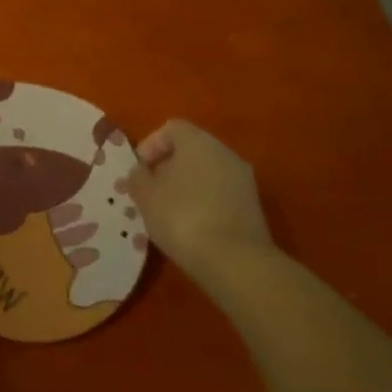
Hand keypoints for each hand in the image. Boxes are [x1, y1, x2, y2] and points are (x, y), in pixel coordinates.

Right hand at [128, 119, 274, 268]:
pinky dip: (205, 203)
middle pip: (191, 150)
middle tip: (152, 191)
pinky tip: (193, 227)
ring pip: (207, 173)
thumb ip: (137, 177)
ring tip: (170, 213)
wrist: (236, 262)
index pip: (171, 128)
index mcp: (198, 141)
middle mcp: (224, 152)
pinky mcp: (253, 207)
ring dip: (187, 186)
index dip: (151, 145)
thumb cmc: (182, 217)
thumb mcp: (146, 196)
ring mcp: (243, 180)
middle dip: (168, 167)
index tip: (140, 170)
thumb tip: (141, 172)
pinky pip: (221, 194)